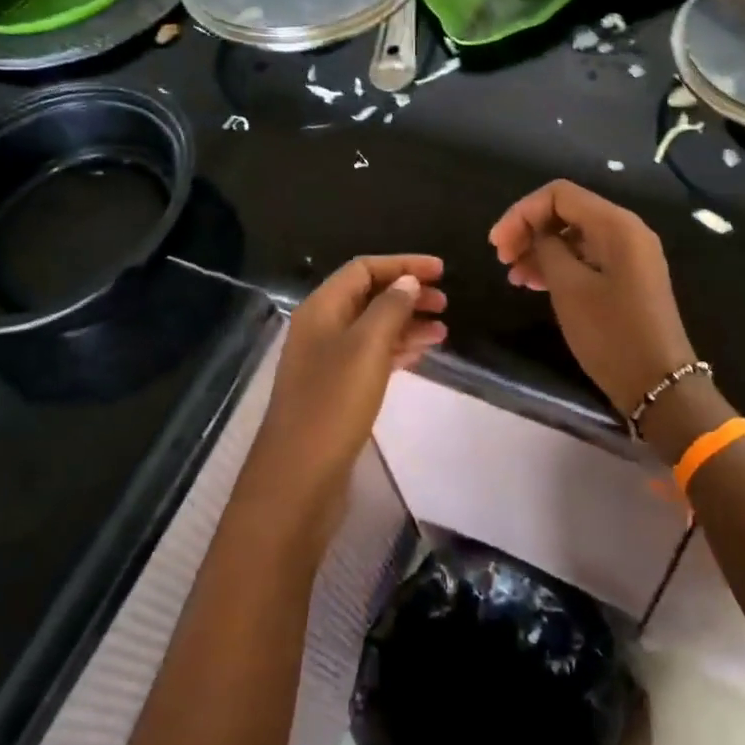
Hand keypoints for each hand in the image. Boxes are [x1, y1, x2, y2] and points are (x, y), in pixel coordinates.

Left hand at [249, 255, 446, 527]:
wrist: (299, 479)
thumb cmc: (333, 404)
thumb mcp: (367, 347)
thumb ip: (390, 307)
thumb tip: (408, 281)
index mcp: (321, 308)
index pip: (363, 269)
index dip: (403, 265)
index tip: (441, 271)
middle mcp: (321, 328)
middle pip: (368, 296)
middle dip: (407, 294)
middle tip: (445, 303)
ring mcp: (327, 361)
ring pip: (373, 328)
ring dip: (407, 323)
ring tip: (443, 331)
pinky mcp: (336, 391)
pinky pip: (372, 356)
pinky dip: (397, 350)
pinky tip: (422, 354)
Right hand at [489, 181, 694, 414]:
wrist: (659, 385)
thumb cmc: (611, 334)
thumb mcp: (569, 288)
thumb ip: (547, 248)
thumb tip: (538, 234)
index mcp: (616, 224)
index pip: (559, 195)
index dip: (522, 213)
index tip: (497, 245)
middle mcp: (626, 230)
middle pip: (567, 212)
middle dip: (530, 229)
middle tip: (502, 259)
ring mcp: (629, 254)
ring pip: (574, 235)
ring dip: (541, 249)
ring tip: (514, 277)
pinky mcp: (627, 277)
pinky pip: (587, 256)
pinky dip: (559, 264)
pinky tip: (534, 283)